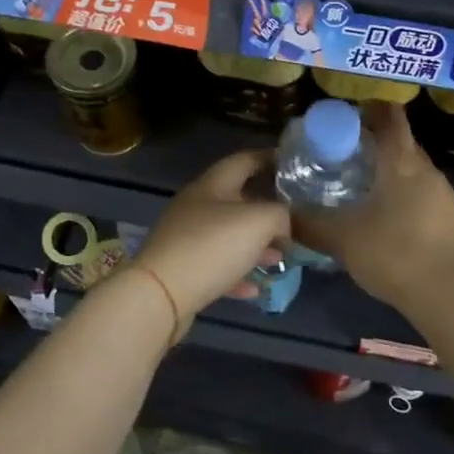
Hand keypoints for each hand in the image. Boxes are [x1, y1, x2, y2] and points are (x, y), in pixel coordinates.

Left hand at [132, 149, 290, 336]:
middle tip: (294, 220)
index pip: (243, 160)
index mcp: (211, 185)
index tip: (292, 163)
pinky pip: (216, 267)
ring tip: (280, 258)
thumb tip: (283, 224)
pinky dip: (237, 274)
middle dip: (267, 210)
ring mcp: (185, 239)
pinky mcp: (182, 269)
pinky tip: (256, 288)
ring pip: (228, 236)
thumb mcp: (259, 222)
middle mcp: (196, 206)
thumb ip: (280, 215)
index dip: (268, 158)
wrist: (160, 295)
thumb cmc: (212, 247)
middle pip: (237, 200)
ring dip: (255, 246)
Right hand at [293, 102, 453, 313]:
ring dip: (389, 172)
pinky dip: (403, 195)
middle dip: (375, 143)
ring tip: (360, 188)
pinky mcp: (452, 218)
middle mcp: (427, 170)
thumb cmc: (393, 253)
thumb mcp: (342, 239)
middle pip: (402, 142)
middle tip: (343, 156)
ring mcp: (444, 194)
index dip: (370, 110)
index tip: (347, 117)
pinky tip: (385, 219)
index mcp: (401, 162)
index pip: (390, 117)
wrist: (448, 295)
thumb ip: (310, 224)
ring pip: (413, 170)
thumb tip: (283, 215)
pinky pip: (423, 194)